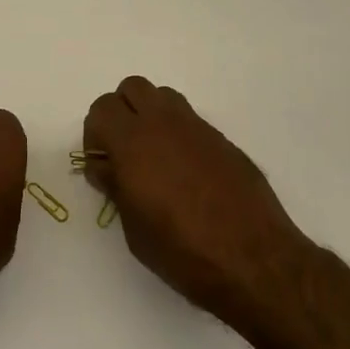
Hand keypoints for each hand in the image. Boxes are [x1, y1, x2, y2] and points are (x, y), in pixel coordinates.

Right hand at [84, 76, 303, 326]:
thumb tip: (106, 167)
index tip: (103, 164)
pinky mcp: (221, 139)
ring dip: (151, 116)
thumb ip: (116, 188)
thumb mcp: (134, 229)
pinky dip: (179, 134)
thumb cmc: (184, 252)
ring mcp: (196, 127)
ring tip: (155, 156)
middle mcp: (163, 123)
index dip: (95, 133)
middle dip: (121, 113)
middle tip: (124, 151)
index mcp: (133, 142)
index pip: (102, 109)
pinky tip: (187, 172)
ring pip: (163, 96)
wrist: (254, 260)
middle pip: (131, 88)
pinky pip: (190, 120)